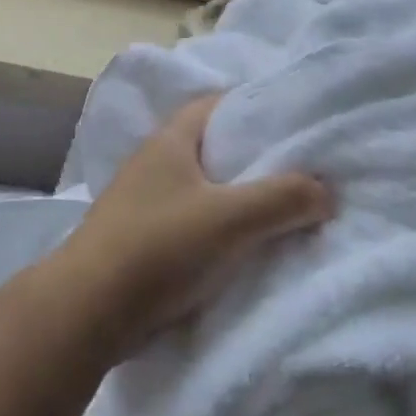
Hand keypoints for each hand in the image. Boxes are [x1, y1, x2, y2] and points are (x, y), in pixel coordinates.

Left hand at [58, 96, 333, 349]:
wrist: (89, 309)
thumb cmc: (158, 247)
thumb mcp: (230, 218)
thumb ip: (283, 198)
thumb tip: (326, 190)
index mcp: (168, 142)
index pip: (215, 106)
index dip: (254, 108)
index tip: (296, 124)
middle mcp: (153, 165)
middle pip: (212, 150)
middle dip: (255, 160)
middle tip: (304, 173)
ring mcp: (144, 204)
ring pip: (203, 191)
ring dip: (239, 201)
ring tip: (286, 213)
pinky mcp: (142, 240)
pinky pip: (192, 225)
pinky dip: (220, 231)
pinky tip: (247, 249)